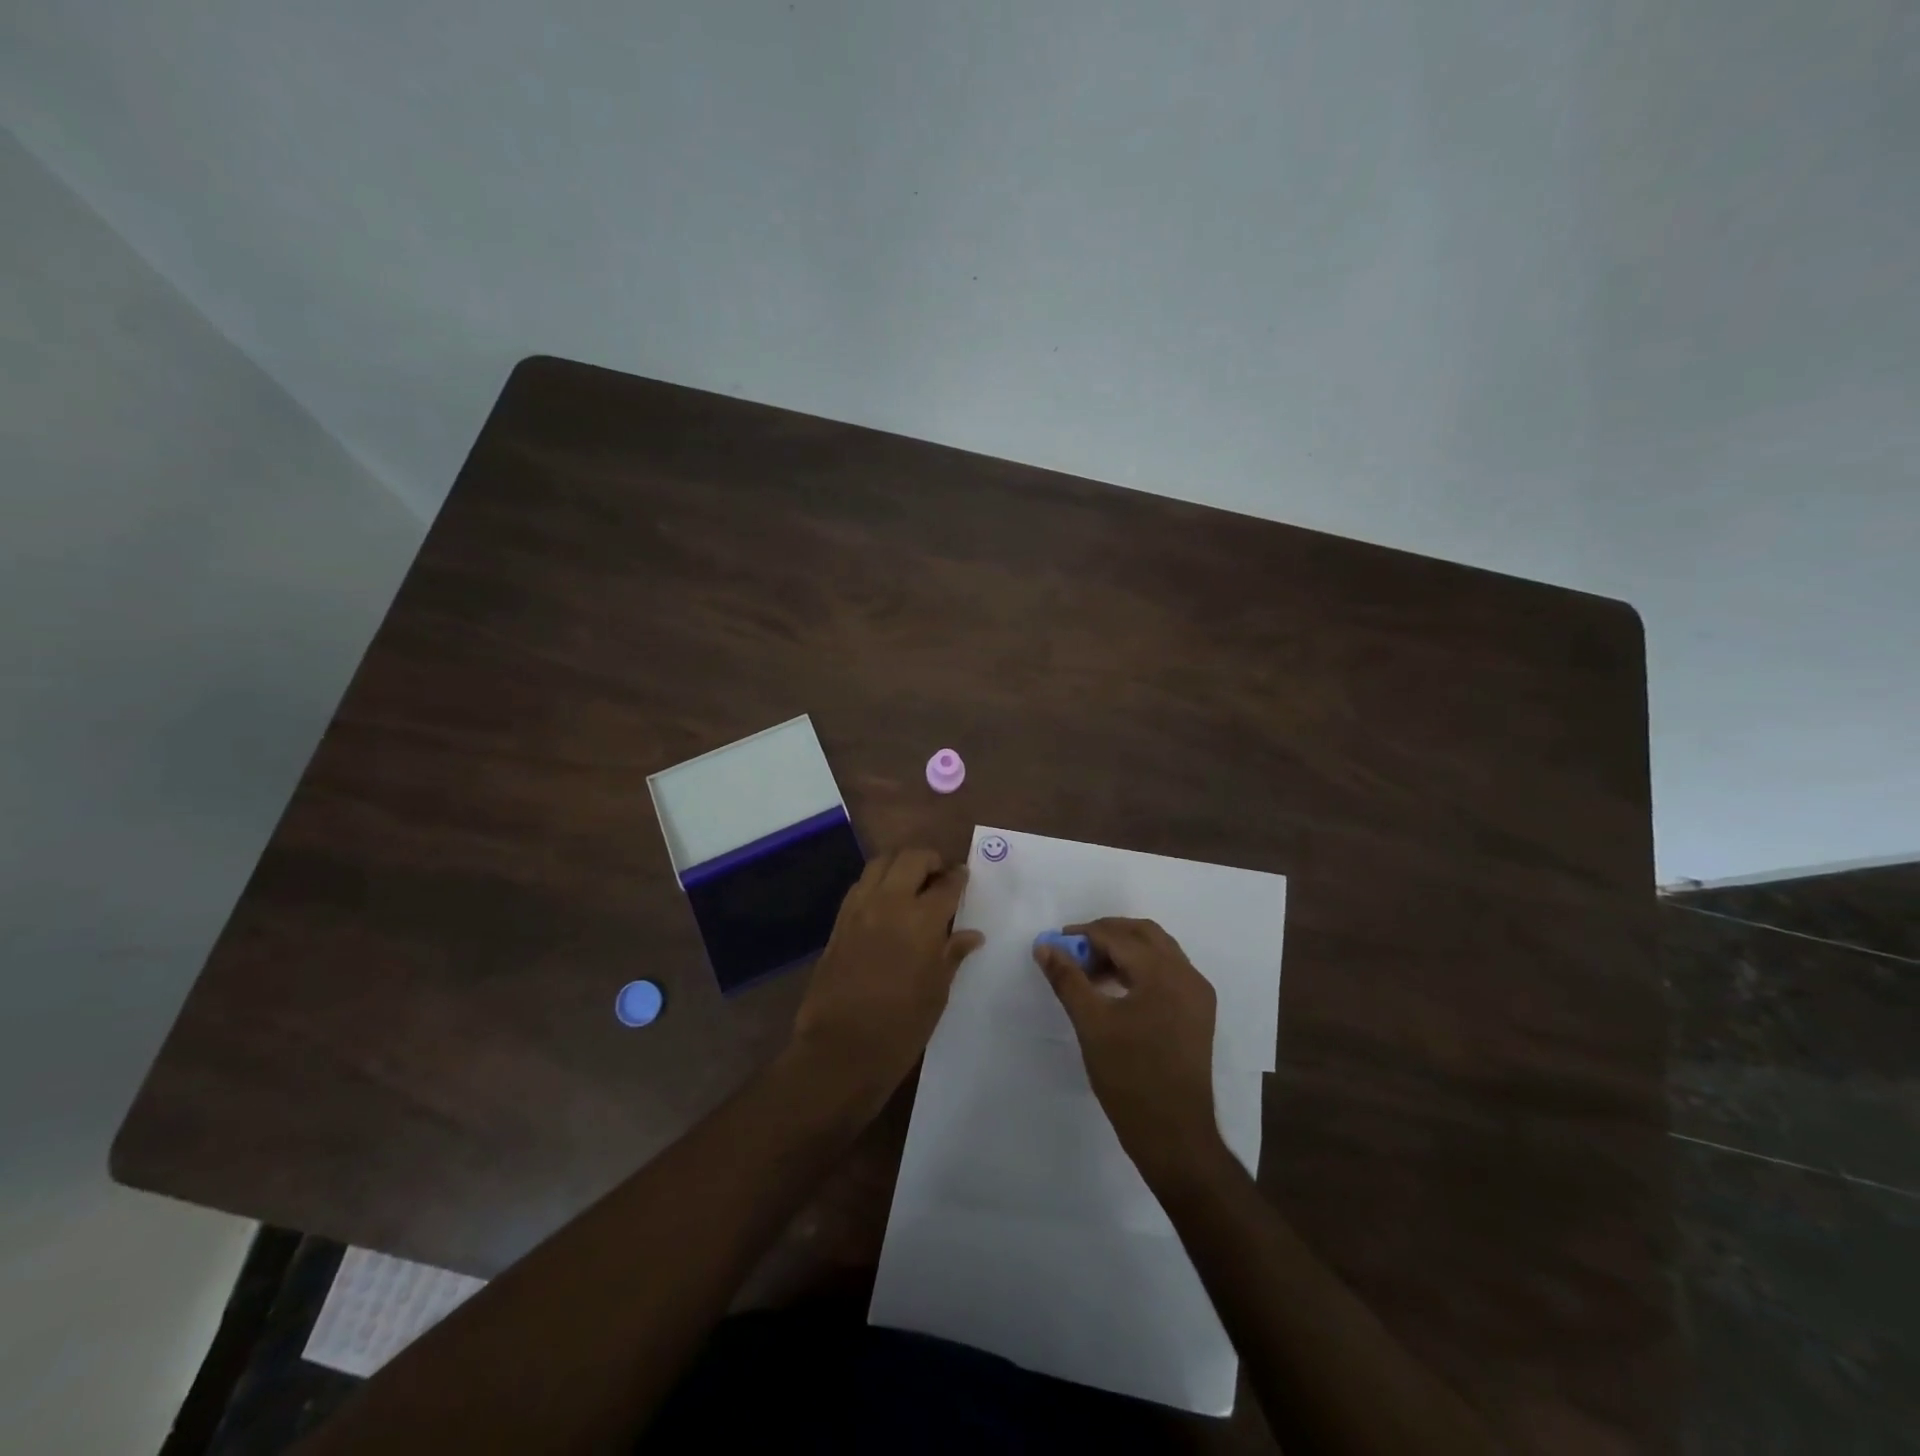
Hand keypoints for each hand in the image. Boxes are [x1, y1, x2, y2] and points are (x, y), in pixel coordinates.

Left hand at [790, 848, 983, 1115]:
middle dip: (930, 860)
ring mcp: (860, 909)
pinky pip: (861, 885)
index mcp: (922, 920)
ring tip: (912, 882)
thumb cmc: (901, 1027)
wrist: (840, 1049)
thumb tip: (972, 934)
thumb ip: (952, 954)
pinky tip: (886, 902)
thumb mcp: (937, 992)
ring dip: (900, 864)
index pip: (947, 884)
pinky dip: (877, 882)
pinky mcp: (839, 921)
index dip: (959, 877)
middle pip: (911, 858)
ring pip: (881, 863)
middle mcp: (890, 903)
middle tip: (940, 876)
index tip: (964, 877)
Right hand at [1035, 917, 1222, 1183]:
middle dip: (1106, 934)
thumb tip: (1044, 946)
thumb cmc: (1129, 1076)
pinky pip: (1167, 972)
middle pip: (1144, 934)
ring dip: (1124, 950)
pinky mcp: (1197, 1013)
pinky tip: (1115, 988)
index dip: (1083, 935)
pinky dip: (1140, 969)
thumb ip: (1067, 979)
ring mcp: (1197, 994)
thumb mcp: (1091, 1023)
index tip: (1055, 943)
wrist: (1174, 1135)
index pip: (1118, 936)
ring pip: (1158, 951)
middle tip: (1073, 950)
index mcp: (1164, 973)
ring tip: (1089, 969)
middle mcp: (1187, 974)